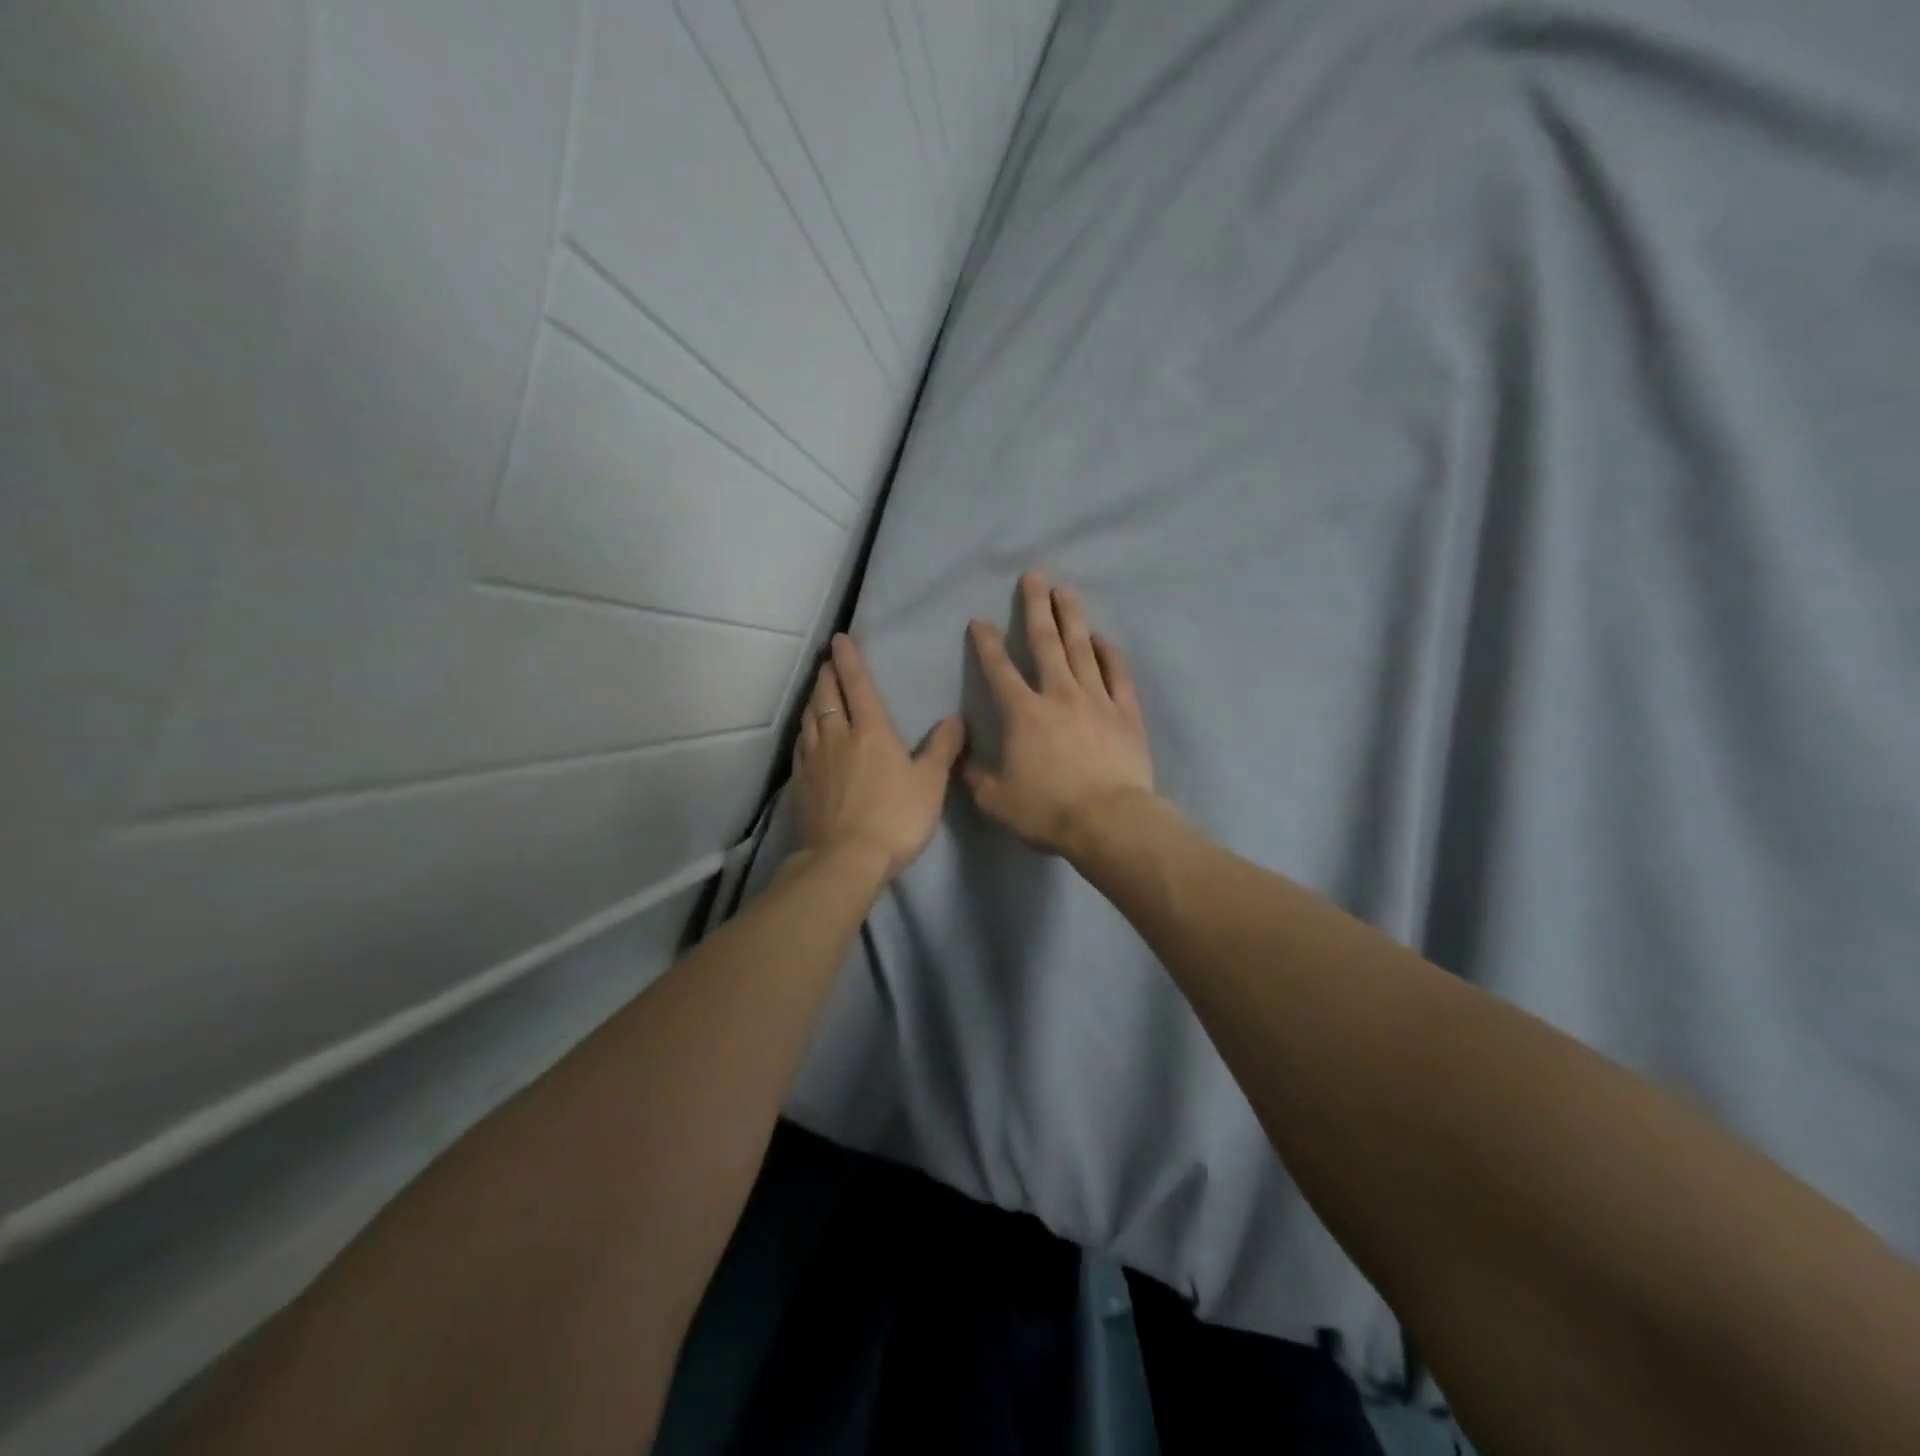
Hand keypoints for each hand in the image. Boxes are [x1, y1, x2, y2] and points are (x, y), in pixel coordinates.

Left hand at [792, 634, 965, 879]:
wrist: (846, 859)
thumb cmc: (896, 817)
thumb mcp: (931, 783)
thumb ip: (943, 748)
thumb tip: (956, 718)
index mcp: (871, 730)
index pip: (857, 684)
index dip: (849, 659)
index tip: (839, 638)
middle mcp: (837, 736)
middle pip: (827, 696)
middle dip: (827, 675)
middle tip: (826, 662)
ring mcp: (814, 760)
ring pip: (809, 718)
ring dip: (813, 699)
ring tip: (817, 691)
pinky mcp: (801, 783)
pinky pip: (800, 746)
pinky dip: (804, 731)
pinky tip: (806, 735)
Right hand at [964, 572, 1154, 856]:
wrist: (1109, 822)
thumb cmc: (1048, 811)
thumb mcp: (995, 800)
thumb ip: (974, 774)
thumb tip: (962, 754)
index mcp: (1023, 713)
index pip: (999, 670)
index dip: (986, 643)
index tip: (979, 621)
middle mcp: (1059, 695)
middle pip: (1046, 642)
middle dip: (1036, 607)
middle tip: (1034, 576)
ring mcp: (1097, 700)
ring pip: (1082, 648)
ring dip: (1072, 617)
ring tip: (1065, 590)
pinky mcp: (1126, 713)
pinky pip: (1117, 674)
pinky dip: (1109, 653)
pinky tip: (1102, 638)